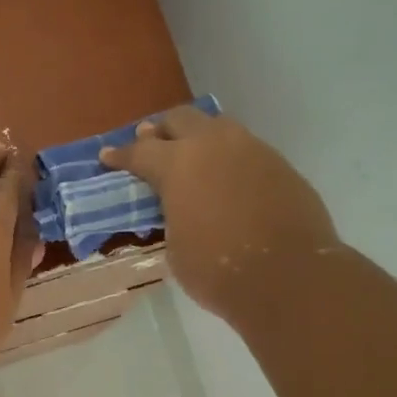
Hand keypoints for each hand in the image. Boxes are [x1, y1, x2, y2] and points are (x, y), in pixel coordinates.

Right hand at [101, 106, 337, 320]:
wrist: (288, 277)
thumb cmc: (218, 269)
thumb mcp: (176, 244)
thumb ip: (173, 213)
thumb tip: (181, 205)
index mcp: (178, 164)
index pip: (141, 151)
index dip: (121, 155)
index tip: (108, 155)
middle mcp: (214, 145)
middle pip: (181, 119)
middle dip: (162, 131)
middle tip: (152, 143)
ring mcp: (252, 150)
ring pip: (219, 128)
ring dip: (200, 138)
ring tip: (194, 156)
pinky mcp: (280, 165)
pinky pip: (247, 150)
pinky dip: (230, 159)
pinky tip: (228, 179)